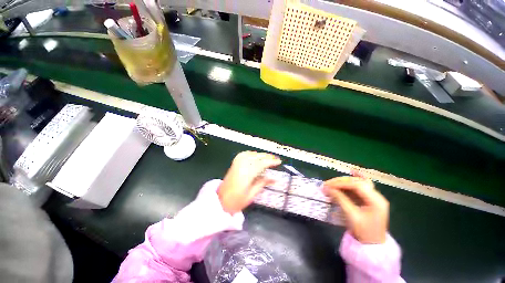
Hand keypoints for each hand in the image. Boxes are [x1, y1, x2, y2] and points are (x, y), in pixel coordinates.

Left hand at [218, 151, 281, 214]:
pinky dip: (251, 153)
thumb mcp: (251, 194)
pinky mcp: (234, 164)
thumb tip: (274, 178)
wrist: (220, 201)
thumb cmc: (236, 201)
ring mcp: (236, 164)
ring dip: (259, 154)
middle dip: (267, 156)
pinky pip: (243, 154)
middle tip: (275, 158)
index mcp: (246, 174)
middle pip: (256, 157)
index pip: (261, 164)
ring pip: (250, 154)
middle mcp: (241, 166)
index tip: (279, 161)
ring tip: (267, 157)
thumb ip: (263, 183)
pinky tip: (254, 155)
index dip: (271, 161)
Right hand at [324, 174, 388, 243]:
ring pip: (358, 183)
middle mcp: (376, 196)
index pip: (357, 185)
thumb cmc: (363, 232)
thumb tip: (327, 188)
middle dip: (341, 182)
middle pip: (357, 182)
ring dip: (344, 182)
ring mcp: (374, 197)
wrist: (372, 245)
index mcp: (376, 201)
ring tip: (331, 184)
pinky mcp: (369, 200)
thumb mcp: (351, 216)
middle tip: (327, 184)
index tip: (328, 185)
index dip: (341, 183)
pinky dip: (354, 181)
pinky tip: (352, 172)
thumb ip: (340, 199)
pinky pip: (360, 187)